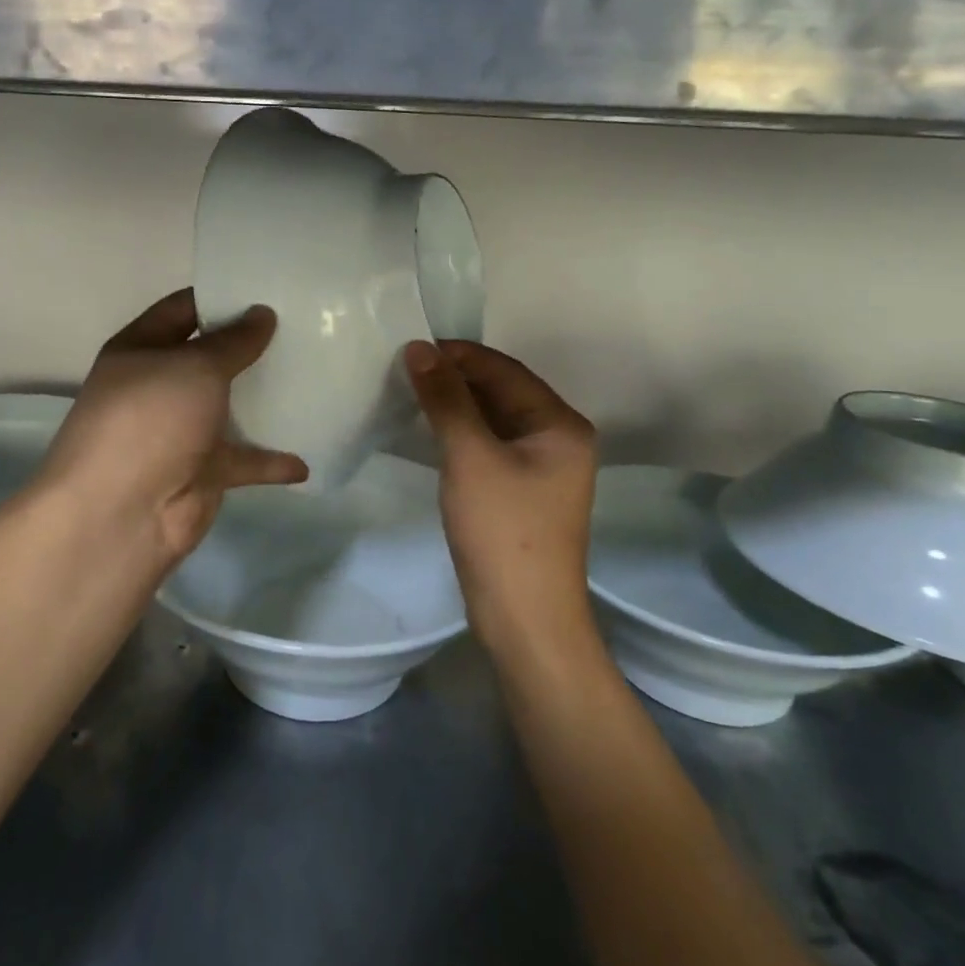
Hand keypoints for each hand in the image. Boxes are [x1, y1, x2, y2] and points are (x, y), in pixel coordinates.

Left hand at [36, 289, 307, 569]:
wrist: (122, 514)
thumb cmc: (151, 420)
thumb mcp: (195, 367)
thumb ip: (233, 341)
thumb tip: (262, 313)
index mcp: (141, 350)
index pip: (182, 309)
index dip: (220, 296)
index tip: (267, 288)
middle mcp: (158, 386)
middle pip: (208, 358)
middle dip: (249, 345)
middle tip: (301, 327)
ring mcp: (180, 431)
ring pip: (228, 408)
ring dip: (262, 399)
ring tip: (312, 377)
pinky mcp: (202, 471)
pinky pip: (244, 459)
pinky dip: (271, 461)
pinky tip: (305, 459)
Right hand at [404, 340, 596, 648]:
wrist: (524, 618)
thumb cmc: (503, 530)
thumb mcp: (470, 456)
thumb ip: (446, 399)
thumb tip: (419, 348)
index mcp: (560, 424)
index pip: (505, 370)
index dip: (458, 354)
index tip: (412, 347)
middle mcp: (557, 438)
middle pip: (501, 392)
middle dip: (455, 378)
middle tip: (404, 368)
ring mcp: (541, 467)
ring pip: (493, 419)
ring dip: (455, 405)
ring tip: (409, 391)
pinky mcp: (521, 491)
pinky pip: (489, 445)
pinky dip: (460, 432)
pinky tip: (428, 429)